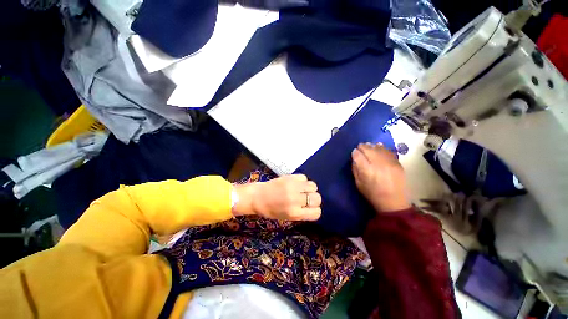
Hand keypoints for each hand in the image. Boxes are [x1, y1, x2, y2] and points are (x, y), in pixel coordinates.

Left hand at [232, 174, 321, 220]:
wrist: (257, 196)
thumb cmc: (270, 210)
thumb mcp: (287, 217)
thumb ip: (301, 214)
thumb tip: (314, 208)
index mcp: (294, 213)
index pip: (316, 212)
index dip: (314, 211)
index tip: (310, 209)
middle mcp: (295, 199)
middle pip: (317, 198)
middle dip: (314, 200)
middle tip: (306, 199)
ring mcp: (293, 186)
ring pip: (313, 186)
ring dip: (310, 189)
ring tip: (302, 190)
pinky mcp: (290, 177)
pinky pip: (304, 177)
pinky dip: (303, 181)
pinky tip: (296, 184)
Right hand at [351, 142, 410, 211]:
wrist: (394, 202)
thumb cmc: (372, 194)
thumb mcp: (358, 183)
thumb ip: (355, 169)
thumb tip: (355, 158)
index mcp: (367, 170)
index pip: (358, 155)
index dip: (355, 152)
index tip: (354, 152)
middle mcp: (378, 164)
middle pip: (368, 149)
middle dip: (362, 147)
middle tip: (360, 147)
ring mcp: (389, 163)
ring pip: (379, 148)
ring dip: (372, 146)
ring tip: (368, 146)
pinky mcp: (397, 163)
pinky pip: (388, 151)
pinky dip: (382, 148)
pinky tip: (379, 147)